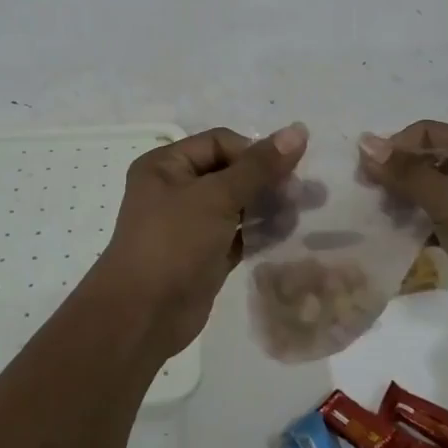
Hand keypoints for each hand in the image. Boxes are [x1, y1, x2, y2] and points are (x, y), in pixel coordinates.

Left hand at [91, 123, 307, 359]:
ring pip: (237, 204)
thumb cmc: (174, 242)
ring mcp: (190, 224)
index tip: (286, 172)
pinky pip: (237, 234)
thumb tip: (298, 131)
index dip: (254, 152)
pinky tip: (287, 234)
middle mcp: (176, 189)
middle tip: (304, 193)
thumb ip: (259, 166)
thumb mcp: (216, 197)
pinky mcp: (204, 255)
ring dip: (268, 206)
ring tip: (299, 214)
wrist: (143, 316)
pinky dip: (260, 232)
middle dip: (267, 180)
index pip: (219, 143)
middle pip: (231, 172)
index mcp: (166, 164)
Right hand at [358, 121, 447, 324]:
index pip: (427, 133)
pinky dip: (413, 226)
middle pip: (426, 161)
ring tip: (375, 220)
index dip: (394, 149)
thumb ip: (407, 173)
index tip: (364, 176)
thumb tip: (363, 142)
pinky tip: (391, 239)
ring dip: (401, 203)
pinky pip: (434, 221)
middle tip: (366, 200)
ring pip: (427, 193)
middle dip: (395, 177)